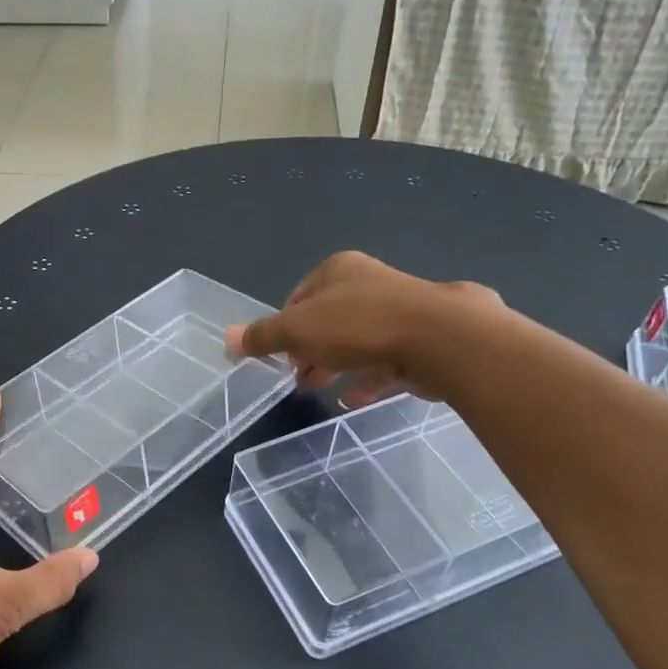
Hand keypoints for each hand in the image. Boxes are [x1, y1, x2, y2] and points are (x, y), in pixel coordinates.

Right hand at [226, 251, 502, 404]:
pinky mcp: (427, 337)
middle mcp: (371, 282)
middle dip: (310, 350)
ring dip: (338, 365)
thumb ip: (263, 336)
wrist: (442, 338)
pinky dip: (370, 378)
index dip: (284, 329)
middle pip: (329, 319)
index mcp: (338, 270)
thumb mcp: (297, 330)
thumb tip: (225, 338)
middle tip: (301, 378)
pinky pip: (389, 359)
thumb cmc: (359, 325)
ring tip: (324, 390)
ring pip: (359, 340)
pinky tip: (358, 398)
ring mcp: (403, 308)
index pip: (298, 298)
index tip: (280, 358)